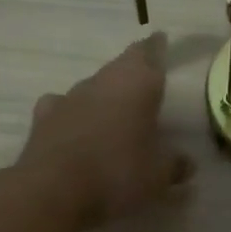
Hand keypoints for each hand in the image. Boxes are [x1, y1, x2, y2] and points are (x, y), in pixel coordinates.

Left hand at [14, 33, 194, 227]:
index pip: (150, 54)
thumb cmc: (117, 175)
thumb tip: (186, 164)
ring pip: (92, 87)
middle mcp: (102, 82)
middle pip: (121, 67)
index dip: (157, 48)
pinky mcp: (43, 118)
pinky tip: (76, 126)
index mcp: (137, 85)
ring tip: (115, 111)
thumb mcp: (158, 177)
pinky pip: (63, 107)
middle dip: (133, 71)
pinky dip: (74, 113)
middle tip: (145, 80)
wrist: (53, 192)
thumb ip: (174, 166)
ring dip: (104, 94)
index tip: (161, 39)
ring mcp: (69, 98)